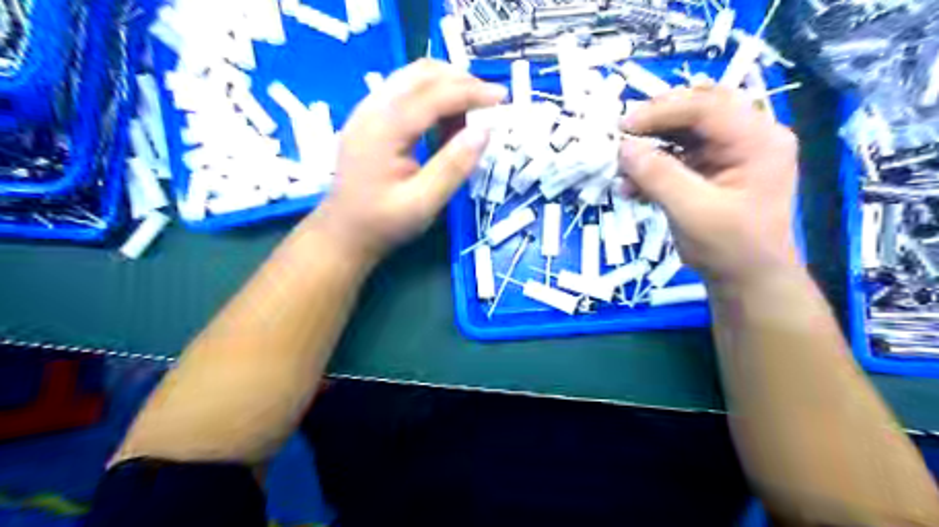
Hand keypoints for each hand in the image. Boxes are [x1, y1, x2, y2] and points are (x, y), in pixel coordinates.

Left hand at [310, 61, 506, 262]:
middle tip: (489, 103)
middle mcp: (372, 109)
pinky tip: (445, 122)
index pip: (433, 94)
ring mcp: (367, 110)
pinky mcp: (370, 118)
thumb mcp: (423, 204)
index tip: (501, 98)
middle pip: (421, 73)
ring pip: (412, 77)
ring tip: (470, 114)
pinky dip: (432, 96)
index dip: (470, 92)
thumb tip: (484, 131)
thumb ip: (453, 167)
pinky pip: (405, 91)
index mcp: (383, 130)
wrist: (344, 233)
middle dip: (461, 81)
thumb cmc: (383, 223)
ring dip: (446, 85)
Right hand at [622, 86, 802, 283]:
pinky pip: (679, 153)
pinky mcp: (713, 168)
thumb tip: (623, 148)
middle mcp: (749, 136)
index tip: (623, 128)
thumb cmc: (730, 248)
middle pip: (698, 107)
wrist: (746, 280)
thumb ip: (658, 176)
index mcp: (758, 140)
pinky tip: (633, 184)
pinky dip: (654, 164)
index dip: (661, 111)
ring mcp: (731, 152)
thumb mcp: (693, 212)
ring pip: (686, 129)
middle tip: (623, 135)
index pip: (707, 107)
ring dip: (652, 143)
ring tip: (624, 164)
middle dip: (656, 120)